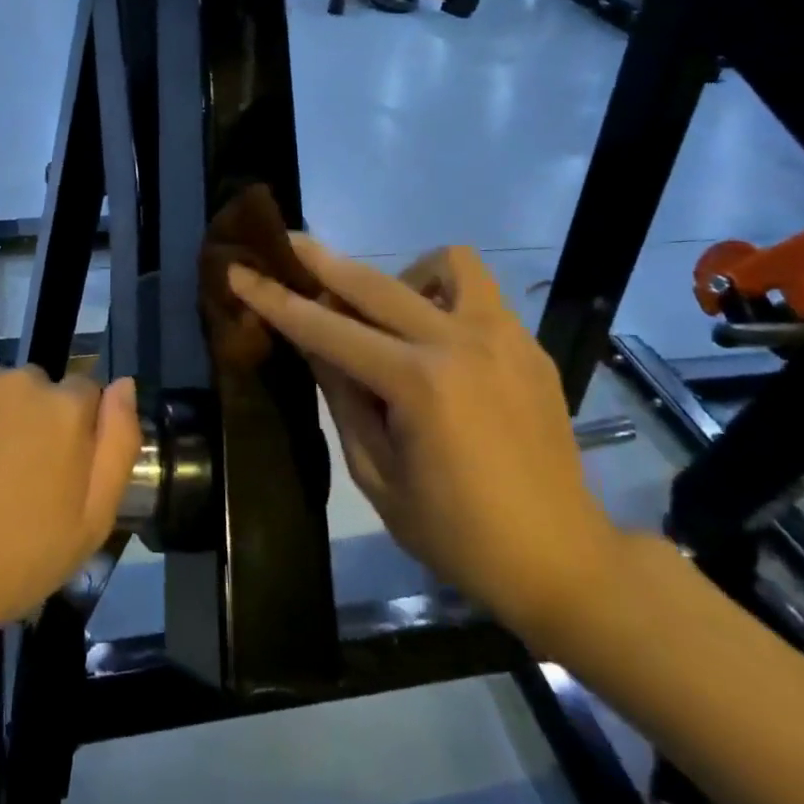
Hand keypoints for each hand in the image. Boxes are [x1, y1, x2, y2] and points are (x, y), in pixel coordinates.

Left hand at [0, 366, 141, 651]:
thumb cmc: (5, 565)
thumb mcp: (90, 524)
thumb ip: (118, 445)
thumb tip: (123, 385)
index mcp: (62, 407)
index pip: (82, 394)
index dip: (68, 432)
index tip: (47, 471)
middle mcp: (14, 378)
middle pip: (30, 388)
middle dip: (23, 421)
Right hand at [228, 239, 622, 645]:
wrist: (564, 560)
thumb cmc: (458, 535)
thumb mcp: (378, 477)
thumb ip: (343, 398)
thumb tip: (316, 343)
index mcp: (419, 385)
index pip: (327, 330)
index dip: (276, 299)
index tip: (239, 270)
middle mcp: (461, 343)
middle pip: (375, 281)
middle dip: (321, 260)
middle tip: (286, 243)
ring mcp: (504, 336)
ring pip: (445, 263)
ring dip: (403, 276)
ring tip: (390, 317)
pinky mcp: (529, 344)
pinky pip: (478, 293)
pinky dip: (445, 299)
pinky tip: (437, 343)